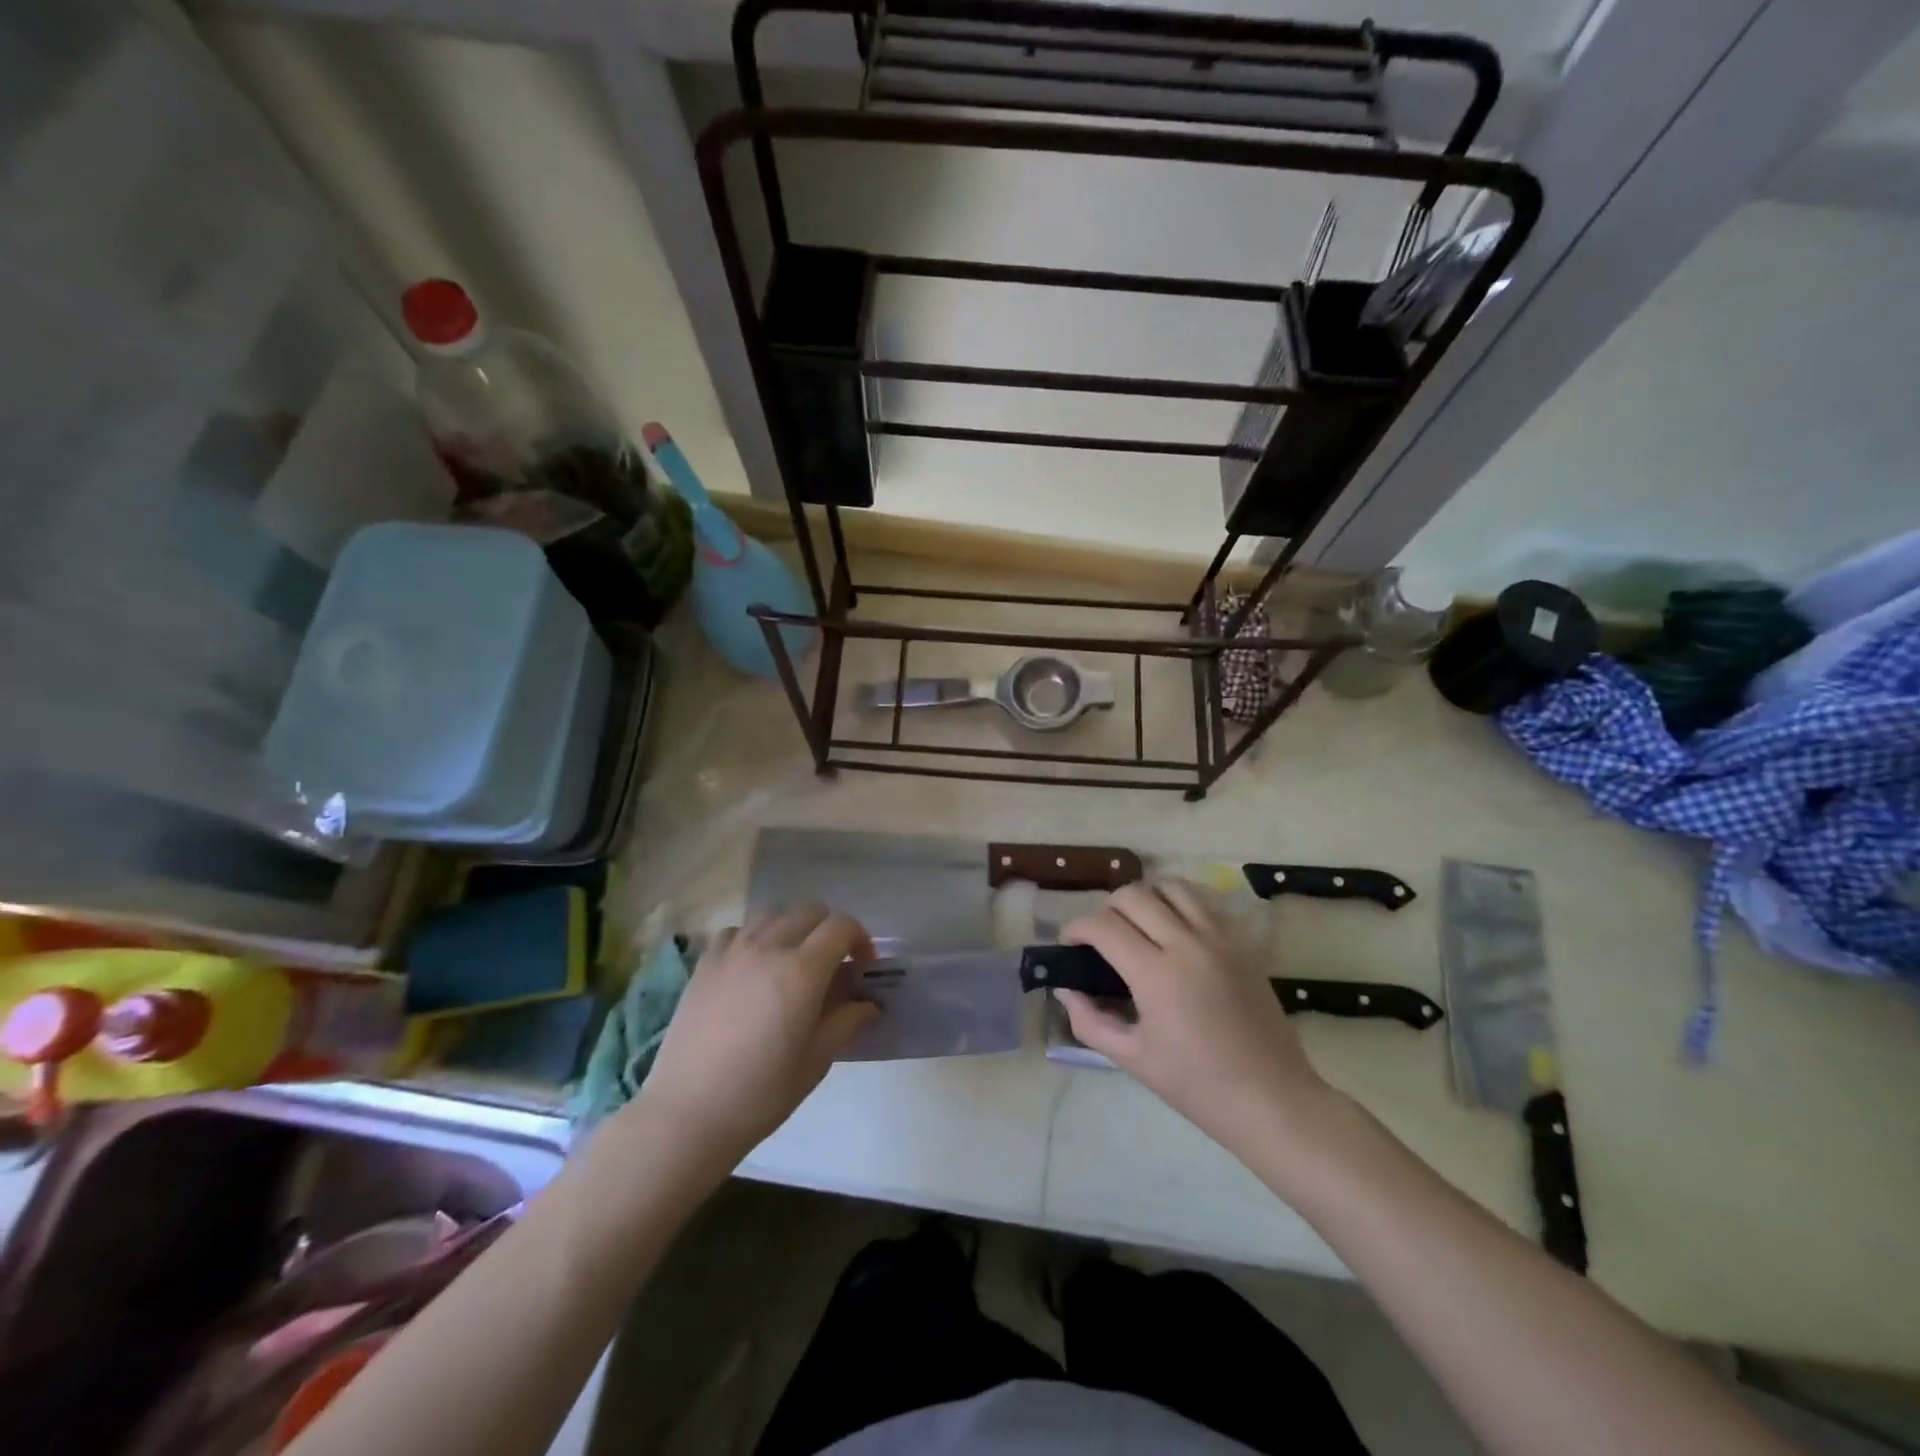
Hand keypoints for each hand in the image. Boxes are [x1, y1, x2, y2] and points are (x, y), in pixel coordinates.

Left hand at [631, 904, 878, 1168]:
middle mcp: (769, 947)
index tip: (862, 966)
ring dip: (793, 926)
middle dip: (830, 930)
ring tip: (793, 958)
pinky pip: (737, 930)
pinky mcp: (705, 962)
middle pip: (810, 911)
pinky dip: (754, 936)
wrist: (688, 1113)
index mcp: (802, 971)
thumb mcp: (815, 1062)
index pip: (841, 927)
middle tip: (832, 963)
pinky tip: (752, 965)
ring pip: (773, 913)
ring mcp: (733, 951)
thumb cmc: (761, 1093)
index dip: (859, 939)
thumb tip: (868, 1004)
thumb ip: (845, 1022)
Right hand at [1057, 880, 1332, 1153]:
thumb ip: (1089, 1021)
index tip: (1070, 944)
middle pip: (1134, 895)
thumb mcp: (1132, 1059)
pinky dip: (1180, 905)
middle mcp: (1187, 944)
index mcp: (1156, 975)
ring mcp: (1220, 939)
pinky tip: (1175, 932)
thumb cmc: (1197, 1085)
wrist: (1271, 1098)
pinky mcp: (1242, 943)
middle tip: (1102, 938)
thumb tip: (1065, 989)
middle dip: (1106, 909)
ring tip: (1139, 926)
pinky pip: (1204, 903)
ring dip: (1146, 898)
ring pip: (1172, 887)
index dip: (1077, 928)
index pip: (1104, 926)